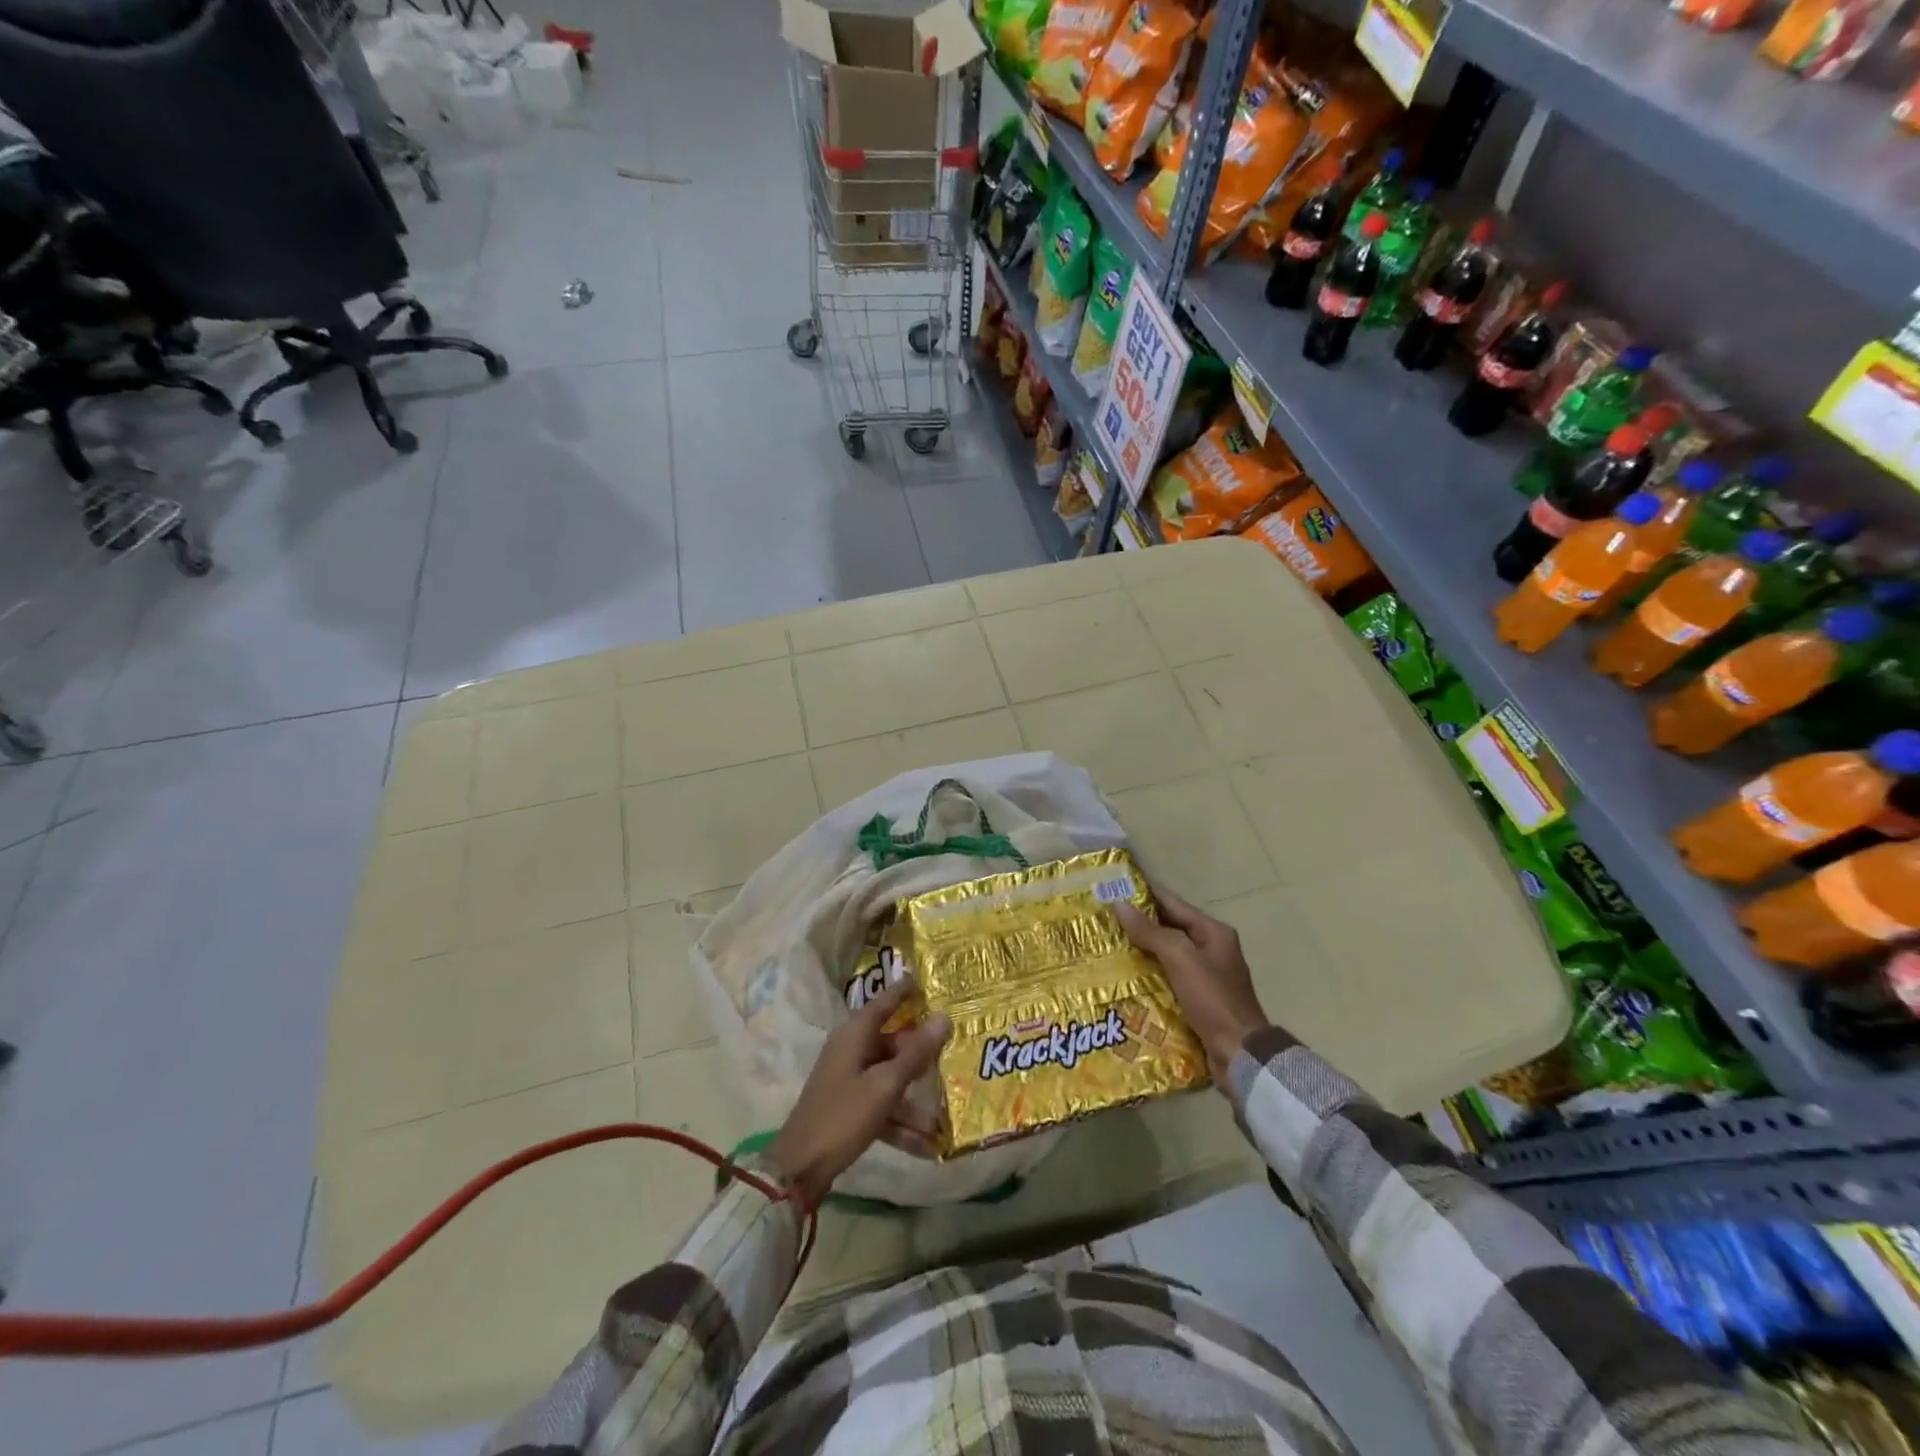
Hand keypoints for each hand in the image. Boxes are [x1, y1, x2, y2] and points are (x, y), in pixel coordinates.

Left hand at [766, 979, 951, 1208]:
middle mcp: (851, 1052)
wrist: (799, 1169)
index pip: (883, 1003)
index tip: (924, 979)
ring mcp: (849, 1082)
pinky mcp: (849, 1110)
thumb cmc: (843, 1115)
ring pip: (890, 1080)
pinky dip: (901, 1124)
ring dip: (914, 1101)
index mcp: (854, 1035)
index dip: (903, 991)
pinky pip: (882, 1107)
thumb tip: (944, 1016)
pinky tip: (927, 1146)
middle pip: (892, 1043)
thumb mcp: (885, 1084)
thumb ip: (916, 1053)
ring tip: (942, 1119)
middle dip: (920, 1054)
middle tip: (951, 1051)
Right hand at [1115, 887, 1268, 1085]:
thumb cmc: (1213, 999)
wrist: (1239, 1054)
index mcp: (1213, 933)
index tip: (1115, 885)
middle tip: (1102, 918)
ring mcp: (1204, 977)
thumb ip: (1151, 931)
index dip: (1145, 893)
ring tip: (1105, 946)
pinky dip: (1146, 976)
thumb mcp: (1181, 958)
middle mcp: (1210, 950)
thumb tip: (1119, 905)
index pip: (1173, 904)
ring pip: (1165, 955)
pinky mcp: (1197, 1001)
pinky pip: (1166, 979)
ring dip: (1139, 951)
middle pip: (1169, 929)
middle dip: (1138, 924)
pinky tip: (1122, 978)